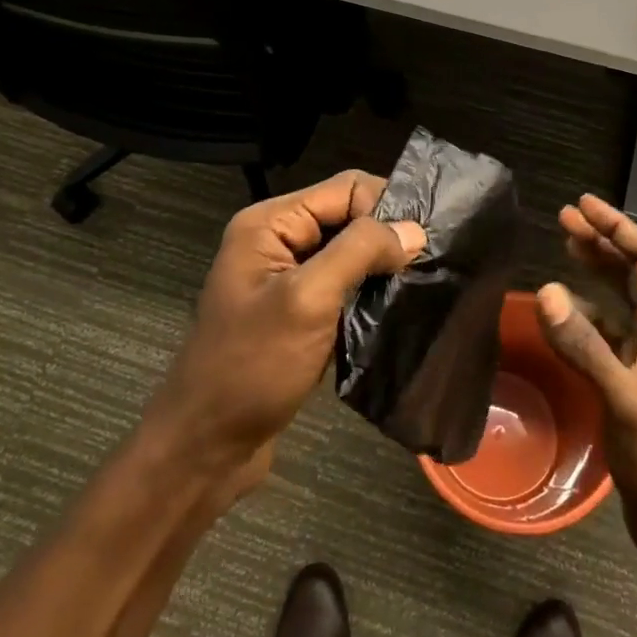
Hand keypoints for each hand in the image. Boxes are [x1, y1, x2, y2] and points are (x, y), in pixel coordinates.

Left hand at [147, 171, 425, 491]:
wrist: (205, 449)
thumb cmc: (252, 367)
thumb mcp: (307, 300)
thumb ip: (359, 252)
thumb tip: (414, 229)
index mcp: (270, 223)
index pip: (346, 188)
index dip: (385, 207)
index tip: (422, 242)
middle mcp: (277, 241)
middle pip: (348, 217)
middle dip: (387, 237)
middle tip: (430, 263)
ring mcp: (286, 279)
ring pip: (349, 254)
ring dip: (381, 268)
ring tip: (420, 286)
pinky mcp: (298, 313)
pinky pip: (342, 287)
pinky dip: (368, 295)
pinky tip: (395, 311)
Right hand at [536, 195, 636, 560]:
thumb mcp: (625, 399)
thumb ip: (585, 344)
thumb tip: (546, 289)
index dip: (618, 227)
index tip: (583, 205)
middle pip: (634, 271)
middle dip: (602, 241)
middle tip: (564, 218)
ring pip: (621, 297)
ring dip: (594, 270)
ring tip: (563, 247)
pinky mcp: (632, 380)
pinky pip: (608, 330)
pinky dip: (585, 311)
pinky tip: (563, 312)